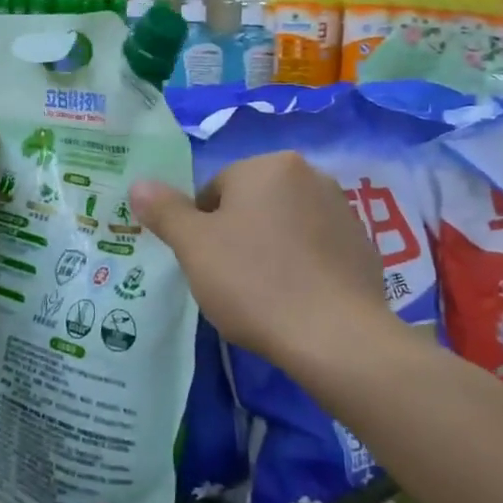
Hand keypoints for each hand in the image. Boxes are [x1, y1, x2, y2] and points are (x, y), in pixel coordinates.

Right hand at [129, 152, 387, 370]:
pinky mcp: (363, 245)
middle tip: (230, 279)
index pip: (215, 189)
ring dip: (271, 249)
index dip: (201, 228)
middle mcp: (310, 175)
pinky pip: (317, 249)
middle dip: (237, 235)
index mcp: (269, 166)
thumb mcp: (195, 247)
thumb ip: (165, 211)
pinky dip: (303, 266)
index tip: (205, 264)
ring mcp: (343, 209)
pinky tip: (297, 300)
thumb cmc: (255, 282)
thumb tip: (139, 184)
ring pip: (286, 225)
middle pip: (253, 203)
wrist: (335, 336)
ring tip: (265, 294)